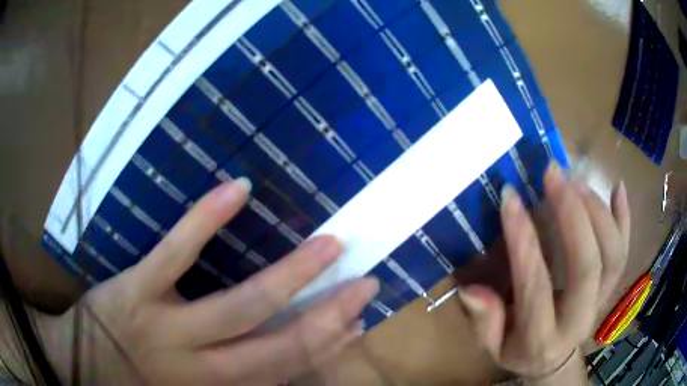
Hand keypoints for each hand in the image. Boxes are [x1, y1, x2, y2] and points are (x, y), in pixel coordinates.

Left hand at [37, 179, 378, 384]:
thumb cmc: (133, 385)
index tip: (358, 324)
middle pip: (276, 343)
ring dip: (289, 276)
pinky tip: (237, 190)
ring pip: (238, 305)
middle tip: (364, 283)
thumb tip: (279, 367)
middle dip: (325, 316)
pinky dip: (205, 222)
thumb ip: (231, 385)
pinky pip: (175, 253)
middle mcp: (200, 365)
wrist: (81, 364)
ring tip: (328, 245)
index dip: (326, 348)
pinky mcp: (138, 288)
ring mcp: (168, 325)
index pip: (286, 371)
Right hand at [458, 162, 629, 382]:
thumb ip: (484, 321)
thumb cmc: (520, 350)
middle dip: (572, 214)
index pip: (537, 286)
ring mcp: (603, 299)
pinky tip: (618, 187)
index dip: (524, 241)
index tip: (510, 197)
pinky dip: (625, 217)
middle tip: (552, 174)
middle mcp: (580, 318)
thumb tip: (471, 289)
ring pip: (612, 253)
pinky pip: (625, 250)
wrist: (555, 359)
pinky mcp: (613, 285)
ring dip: (596, 210)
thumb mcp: (493, 346)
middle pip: (587, 265)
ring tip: (573, 178)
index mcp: (543, 338)